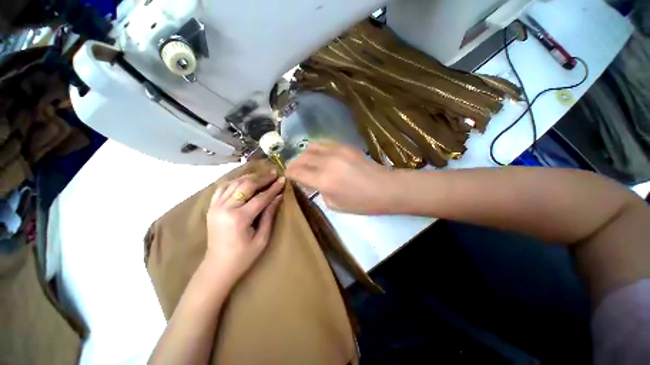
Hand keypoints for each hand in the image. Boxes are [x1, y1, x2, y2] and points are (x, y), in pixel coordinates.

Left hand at [204, 171, 284, 285]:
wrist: (217, 266)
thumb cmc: (243, 256)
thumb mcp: (262, 238)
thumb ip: (269, 215)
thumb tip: (278, 197)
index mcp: (239, 218)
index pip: (260, 197)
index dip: (273, 188)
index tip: (282, 179)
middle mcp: (225, 208)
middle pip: (246, 185)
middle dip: (262, 178)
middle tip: (273, 173)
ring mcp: (216, 206)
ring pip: (234, 183)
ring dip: (249, 177)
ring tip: (262, 175)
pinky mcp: (212, 207)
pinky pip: (223, 188)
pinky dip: (234, 181)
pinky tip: (244, 180)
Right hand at [286, 142, 394, 213]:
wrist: (385, 188)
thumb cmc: (361, 203)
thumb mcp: (334, 205)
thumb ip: (319, 192)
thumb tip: (311, 182)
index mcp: (324, 181)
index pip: (297, 172)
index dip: (289, 173)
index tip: (288, 175)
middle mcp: (327, 162)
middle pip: (301, 158)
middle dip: (294, 164)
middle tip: (294, 170)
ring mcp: (337, 151)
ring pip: (311, 147)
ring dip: (304, 155)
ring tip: (306, 162)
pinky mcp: (345, 146)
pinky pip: (324, 143)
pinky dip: (317, 149)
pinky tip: (319, 156)